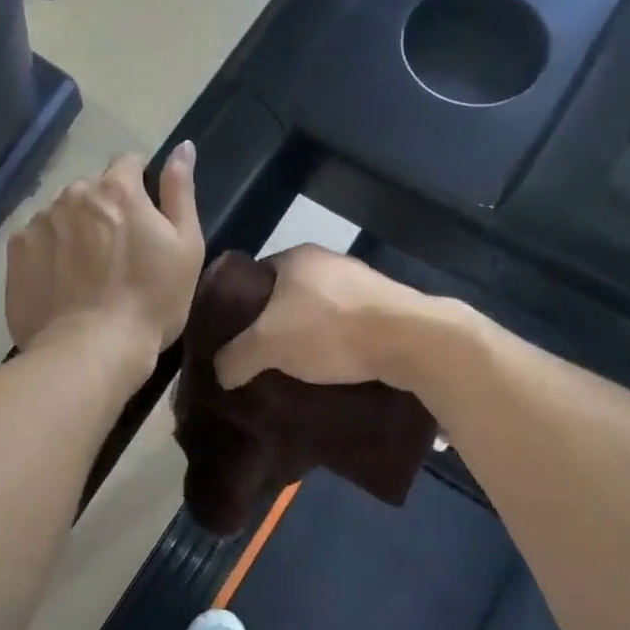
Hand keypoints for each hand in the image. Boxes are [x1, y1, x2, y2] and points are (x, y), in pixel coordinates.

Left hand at [6, 142, 202, 362]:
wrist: (91, 350)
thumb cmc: (152, 301)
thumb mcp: (186, 246)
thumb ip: (180, 191)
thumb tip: (182, 147)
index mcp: (117, 188)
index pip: (128, 164)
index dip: (140, 188)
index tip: (145, 220)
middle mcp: (72, 193)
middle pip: (92, 189)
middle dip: (105, 209)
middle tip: (118, 253)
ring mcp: (39, 221)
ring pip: (62, 214)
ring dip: (76, 229)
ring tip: (87, 272)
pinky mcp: (15, 252)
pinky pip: (37, 239)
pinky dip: (49, 252)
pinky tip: (62, 283)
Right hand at [213, 244, 429, 388]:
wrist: (409, 339)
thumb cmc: (329, 329)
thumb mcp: (267, 344)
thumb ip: (236, 356)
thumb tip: (220, 372)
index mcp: (295, 257)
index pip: (253, 278)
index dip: (239, 307)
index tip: (233, 337)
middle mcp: (327, 262)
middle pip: (286, 296)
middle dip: (273, 325)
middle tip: (260, 358)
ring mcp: (360, 283)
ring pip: (319, 311)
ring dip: (307, 336)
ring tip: (294, 369)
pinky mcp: (385, 307)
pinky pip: (347, 325)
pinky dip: (336, 344)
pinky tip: (331, 368)